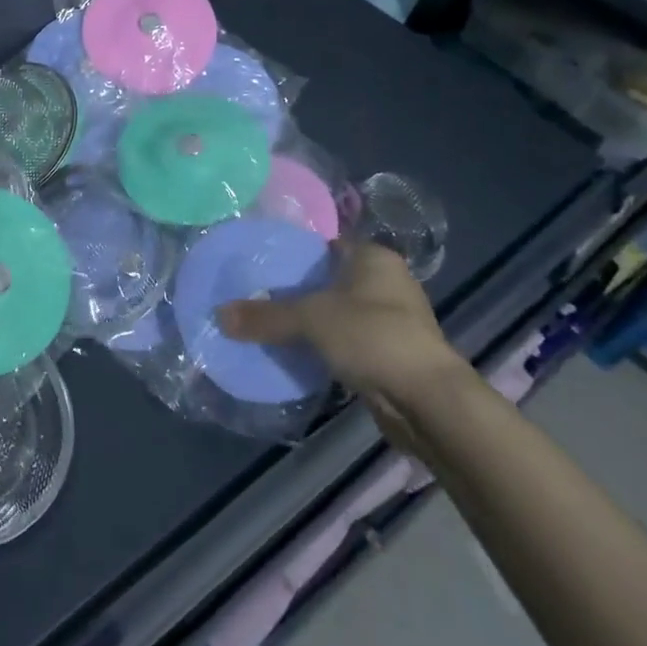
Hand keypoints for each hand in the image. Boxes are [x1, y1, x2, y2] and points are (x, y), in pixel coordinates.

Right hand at [218, 240, 466, 430]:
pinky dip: (327, 347)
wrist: (429, 402)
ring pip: (339, 313)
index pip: (325, 243)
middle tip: (256, 293)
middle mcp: (387, 282)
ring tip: (270, 324)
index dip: (293, 251)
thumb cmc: (373, 337)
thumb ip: (264, 317)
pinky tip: (299, 354)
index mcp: (373, 258)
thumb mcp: (310, 320)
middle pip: (330, 279)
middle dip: (298, 289)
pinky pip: (348, 342)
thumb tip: (218, 315)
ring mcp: (394, 320)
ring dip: (313, 322)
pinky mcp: (392, 355)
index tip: (259, 260)